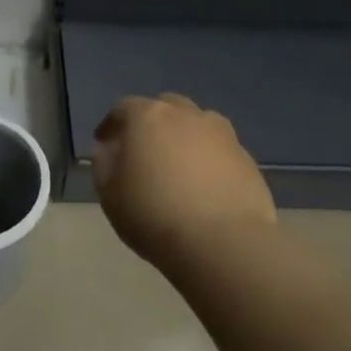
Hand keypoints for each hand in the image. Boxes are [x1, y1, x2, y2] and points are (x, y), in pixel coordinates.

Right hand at [93, 93, 275, 271]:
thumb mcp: (110, 194)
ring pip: (196, 125)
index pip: (122, 108)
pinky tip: (205, 186)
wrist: (223, 243)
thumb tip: (109, 149)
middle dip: (151, 124)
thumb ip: (104, 164)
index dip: (111, 125)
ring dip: (184, 137)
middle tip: (144, 151)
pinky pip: (219, 150)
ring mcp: (222, 134)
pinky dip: (208, 159)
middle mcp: (186, 115)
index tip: (105, 144)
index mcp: (148, 117)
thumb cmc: (154, 215)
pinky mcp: (247, 157)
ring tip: (179, 167)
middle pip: (165, 107)